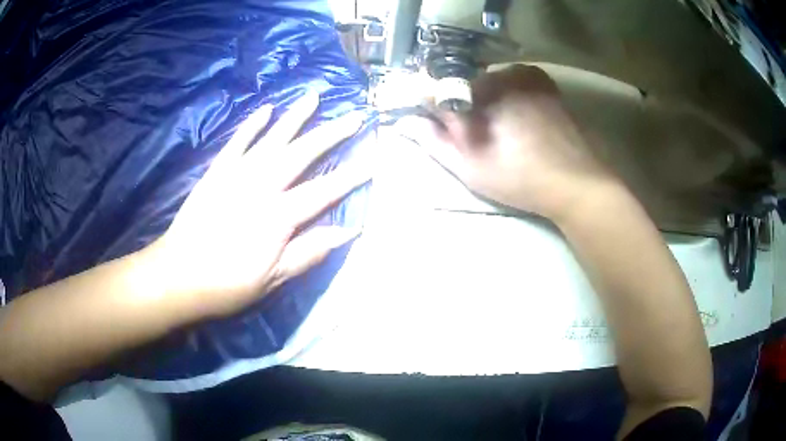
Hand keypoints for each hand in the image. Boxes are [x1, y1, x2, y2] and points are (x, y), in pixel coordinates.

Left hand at [144, 91, 369, 317]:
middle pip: (302, 154)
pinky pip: (237, 142)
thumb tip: (348, 232)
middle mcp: (260, 186)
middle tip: (354, 117)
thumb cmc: (227, 284)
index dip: (349, 178)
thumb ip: (309, 251)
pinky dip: (252, 125)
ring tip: (314, 97)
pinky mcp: (216, 172)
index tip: (372, 162)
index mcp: (277, 216)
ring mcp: (236, 174)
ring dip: (295, 117)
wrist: (177, 275)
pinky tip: (266, 109)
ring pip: (272, 139)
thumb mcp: (273, 278)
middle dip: (331, 134)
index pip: (322, 192)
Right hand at [398, 64, 616, 221]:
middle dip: (460, 106)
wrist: (577, 182)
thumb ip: (434, 140)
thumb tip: (404, 121)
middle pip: (462, 83)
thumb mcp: (470, 167)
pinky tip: (517, 121)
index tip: (432, 125)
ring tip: (499, 132)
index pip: (436, 88)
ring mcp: (524, 74)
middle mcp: (499, 73)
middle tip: (472, 136)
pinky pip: (510, 82)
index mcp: (479, 92)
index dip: (429, 107)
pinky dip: (505, 96)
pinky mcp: (542, 81)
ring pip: (487, 82)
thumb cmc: (520, 179)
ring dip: (483, 101)